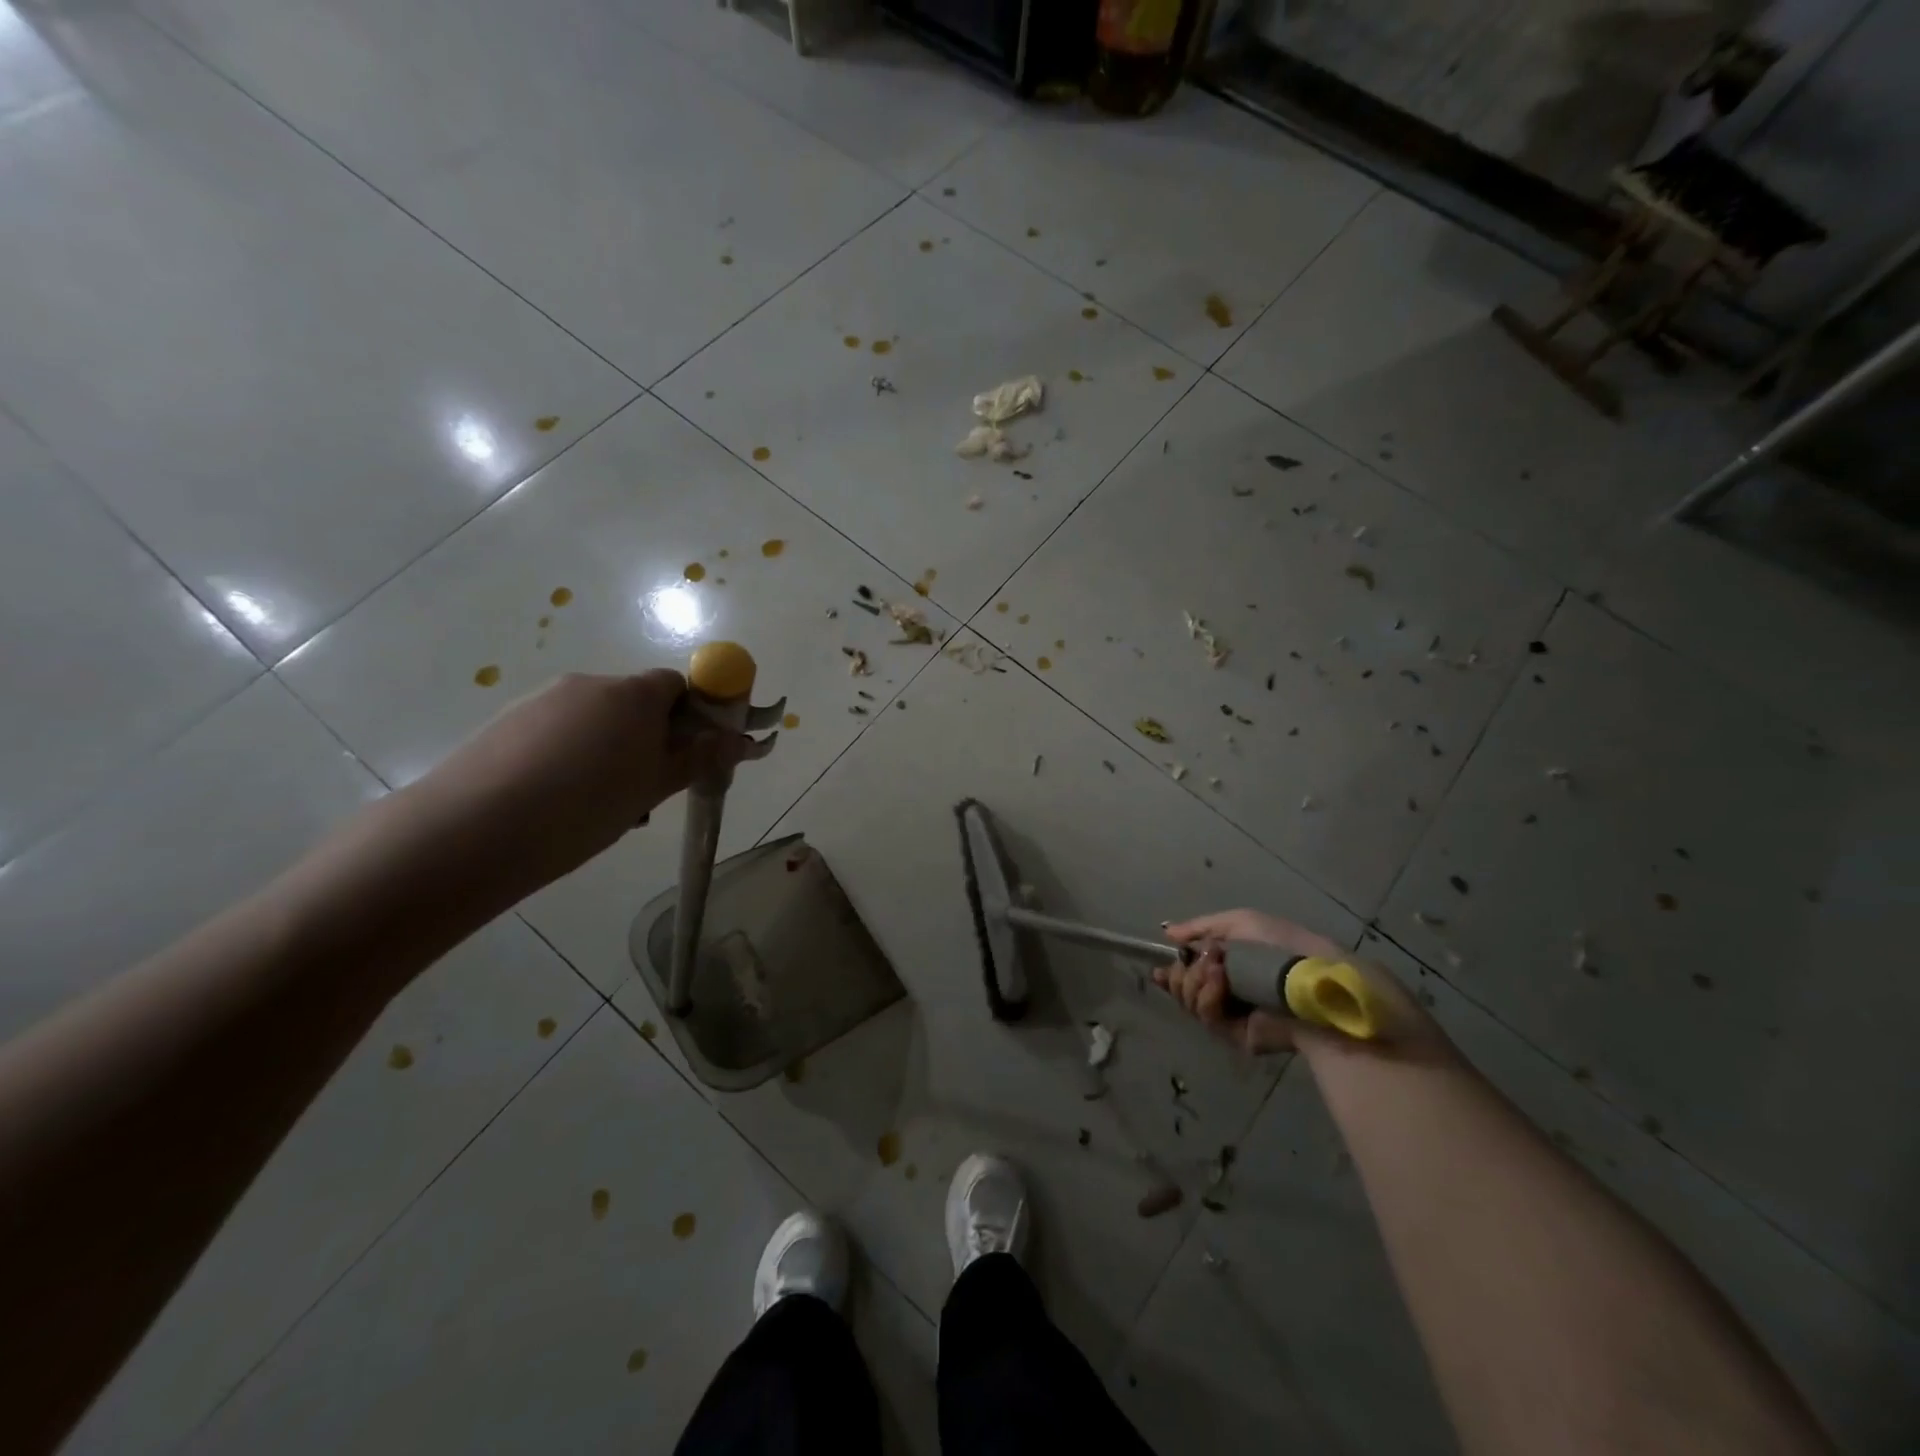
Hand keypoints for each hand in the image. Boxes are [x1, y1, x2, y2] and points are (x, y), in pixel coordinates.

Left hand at [407, 671, 764, 892]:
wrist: (474, 830)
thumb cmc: (585, 807)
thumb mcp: (653, 788)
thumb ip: (698, 759)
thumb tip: (741, 741)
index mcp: (633, 694)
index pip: (677, 685)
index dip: (692, 715)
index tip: (690, 753)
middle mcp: (589, 684)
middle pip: (635, 702)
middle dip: (649, 738)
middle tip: (647, 789)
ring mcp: (543, 701)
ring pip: (595, 720)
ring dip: (610, 750)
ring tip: (599, 805)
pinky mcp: (507, 722)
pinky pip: (558, 732)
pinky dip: (570, 756)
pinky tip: (559, 800)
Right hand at [1154, 909, 1342, 1053]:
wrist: (1310, 979)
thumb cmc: (1279, 944)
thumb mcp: (1239, 922)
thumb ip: (1200, 927)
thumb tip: (1167, 932)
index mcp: (1228, 965)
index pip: (1189, 972)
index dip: (1171, 972)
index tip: (1158, 970)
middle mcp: (1226, 991)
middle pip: (1182, 989)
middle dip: (1181, 974)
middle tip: (1198, 962)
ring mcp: (1230, 1014)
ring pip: (1189, 1002)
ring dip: (1194, 981)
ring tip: (1217, 969)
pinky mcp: (1236, 1035)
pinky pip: (1206, 1017)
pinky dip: (1207, 997)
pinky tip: (1219, 983)